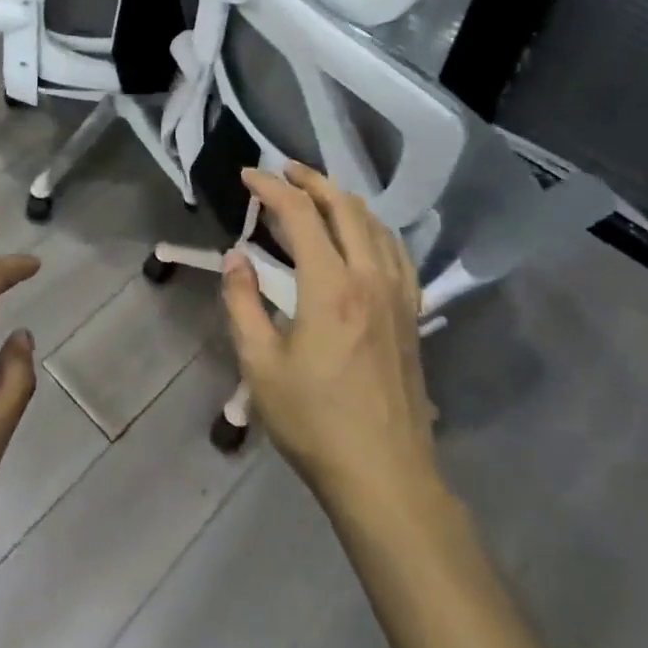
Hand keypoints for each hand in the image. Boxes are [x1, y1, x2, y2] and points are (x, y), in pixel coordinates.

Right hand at [223, 164, 437, 512]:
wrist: (385, 477)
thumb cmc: (315, 422)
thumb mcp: (260, 365)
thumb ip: (242, 302)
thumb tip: (235, 257)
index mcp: (330, 286)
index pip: (300, 214)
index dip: (271, 187)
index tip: (247, 175)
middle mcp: (369, 277)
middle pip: (344, 206)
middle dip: (310, 180)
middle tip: (282, 171)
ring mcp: (397, 295)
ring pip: (374, 224)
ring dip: (342, 199)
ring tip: (316, 194)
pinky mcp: (411, 315)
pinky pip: (396, 251)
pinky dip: (373, 228)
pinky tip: (362, 235)